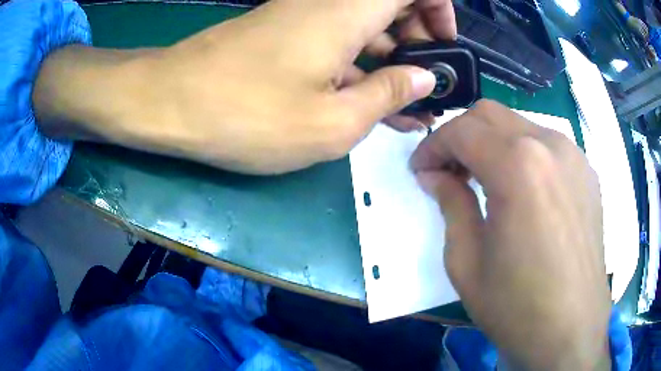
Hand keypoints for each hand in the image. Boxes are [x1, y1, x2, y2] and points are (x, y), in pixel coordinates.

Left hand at [34, 0, 455, 174]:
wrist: (172, 103)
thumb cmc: (247, 114)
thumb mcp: (333, 123)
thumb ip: (388, 95)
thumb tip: (423, 78)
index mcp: (348, 11)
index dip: (438, 9)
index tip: (443, 47)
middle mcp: (329, 3)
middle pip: (393, 4)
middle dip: (419, 41)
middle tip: (424, 89)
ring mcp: (303, 17)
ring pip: (366, 26)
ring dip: (391, 60)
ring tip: (403, 108)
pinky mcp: (283, 34)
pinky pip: (337, 40)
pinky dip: (359, 65)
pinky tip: (363, 101)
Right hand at [411, 100, 611, 369]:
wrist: (570, 330)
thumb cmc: (516, 306)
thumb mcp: (467, 261)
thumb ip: (451, 204)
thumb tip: (435, 175)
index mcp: (518, 166)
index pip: (461, 131)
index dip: (432, 147)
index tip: (421, 170)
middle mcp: (549, 145)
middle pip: (490, 114)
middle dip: (461, 136)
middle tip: (449, 171)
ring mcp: (574, 156)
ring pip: (520, 125)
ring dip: (493, 143)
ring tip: (485, 180)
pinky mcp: (587, 173)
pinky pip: (547, 145)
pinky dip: (524, 154)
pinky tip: (523, 191)